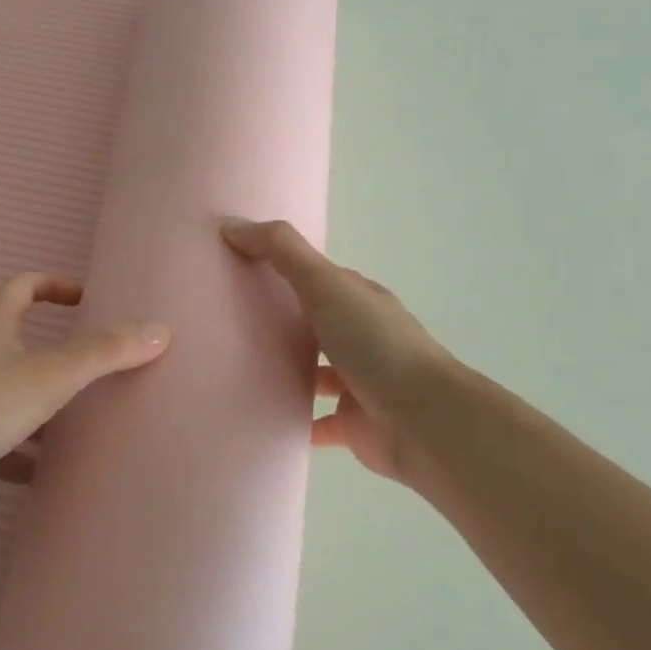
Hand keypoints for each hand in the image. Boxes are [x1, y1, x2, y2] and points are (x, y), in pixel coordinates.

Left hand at [0, 274, 170, 504]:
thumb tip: (160, 330)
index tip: (86, 301)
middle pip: (19, 341)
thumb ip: (105, 353)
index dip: (55, 286)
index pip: (25, 286)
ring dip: (41, 407)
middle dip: (56, 355)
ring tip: (80, 428)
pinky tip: (43, 475)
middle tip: (94, 372)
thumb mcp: (51, 375)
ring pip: (8, 393)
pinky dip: (19, 452)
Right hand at [222, 218, 451, 481]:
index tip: (237, 267)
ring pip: (313, 372)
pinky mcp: (352, 424)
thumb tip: (230, 225)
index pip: (315, 278)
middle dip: (279, 321)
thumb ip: (281, 252)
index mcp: (357, 300)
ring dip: (285, 370)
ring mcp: (358, 382)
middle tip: (226, 320)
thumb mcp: (326, 285)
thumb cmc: (376, 344)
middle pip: (313, 323)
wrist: (424, 422)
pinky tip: (259, 414)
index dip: (280, 268)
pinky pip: (314, 421)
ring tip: (237, 367)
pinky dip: (293, 418)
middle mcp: (361, 337)